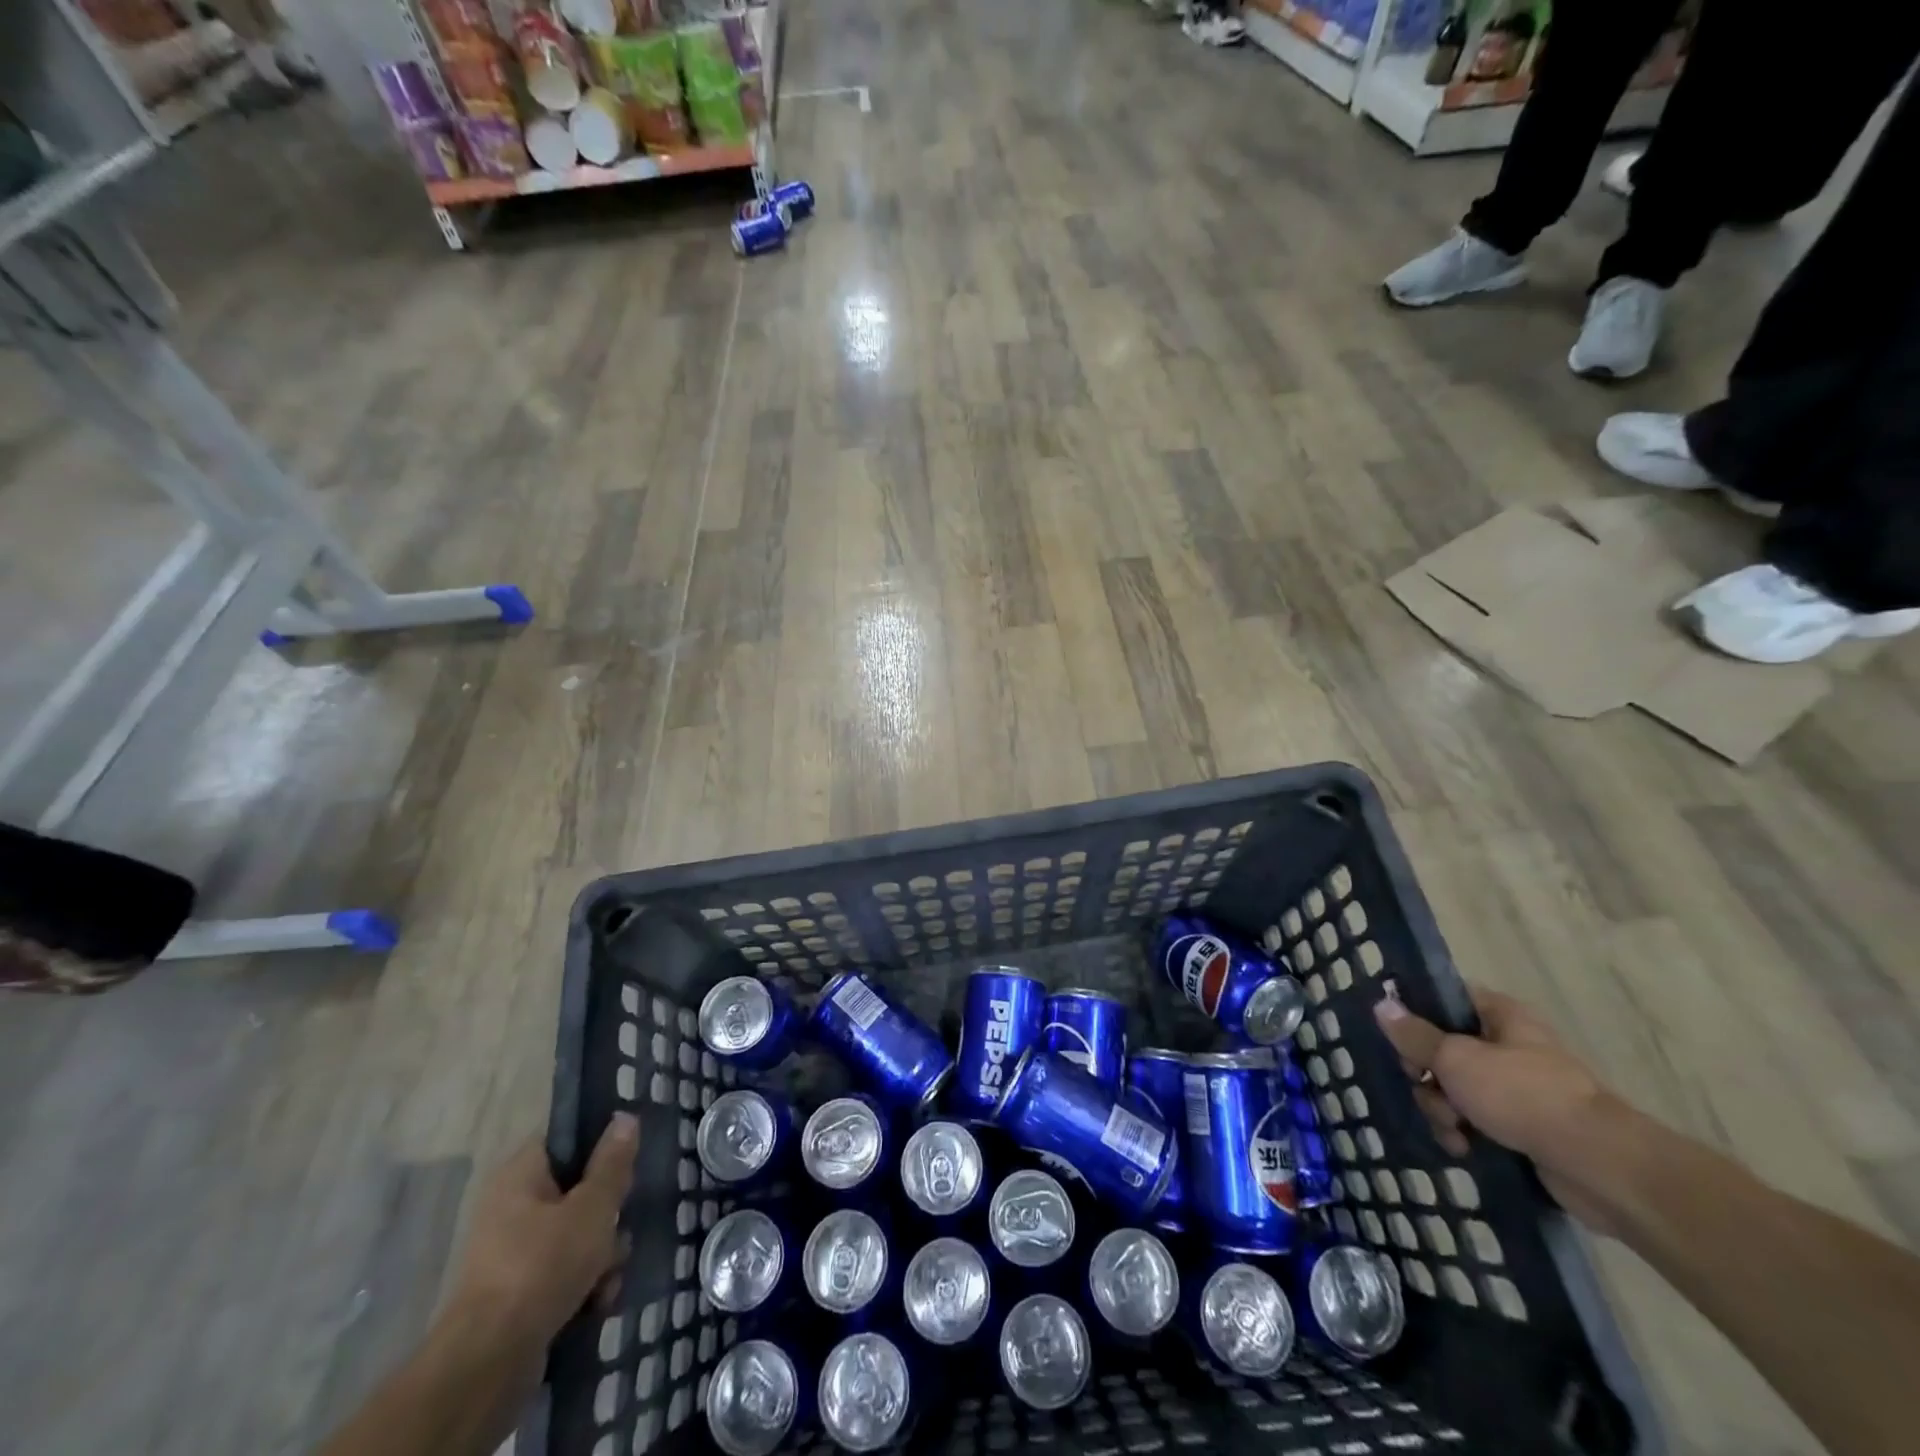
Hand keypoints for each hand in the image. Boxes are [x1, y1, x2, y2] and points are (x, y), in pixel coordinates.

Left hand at [446, 1114, 638, 1351]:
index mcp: (520, 1174)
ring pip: (575, 1236)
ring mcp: (511, 1253)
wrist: (488, 1362)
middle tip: (621, 1226)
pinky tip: (598, 1301)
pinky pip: (561, 1274)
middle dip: (607, 1214)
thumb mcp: (593, 1206)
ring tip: (610, 1275)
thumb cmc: (543, 1265)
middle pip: (577, 1191)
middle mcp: (510, 1207)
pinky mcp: (516, 1294)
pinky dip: (583, 1285)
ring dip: (601, 1255)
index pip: (566, 1139)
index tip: (627, 1164)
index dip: (600, 1146)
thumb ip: (613, 1163)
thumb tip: (624, 1117)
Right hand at [1373, 987, 1622, 1232]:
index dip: (1415, 1013)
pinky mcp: (1523, 1128)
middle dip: (1426, 1075)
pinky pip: (1476, 1122)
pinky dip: (1464, 1134)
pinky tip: (1463, 1149)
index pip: (1445, 999)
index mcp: (1499, 1015)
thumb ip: (1415, 1035)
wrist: (1598, 1166)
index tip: (1395, 1036)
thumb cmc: (1522, 1095)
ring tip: (1453, 1129)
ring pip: (1455, 1089)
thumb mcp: (1455, 1059)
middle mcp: (1508, 1046)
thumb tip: (1381, 1004)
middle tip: (1426, 1087)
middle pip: (1442, 1049)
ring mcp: (1517, 1089)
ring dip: (1442, 1110)